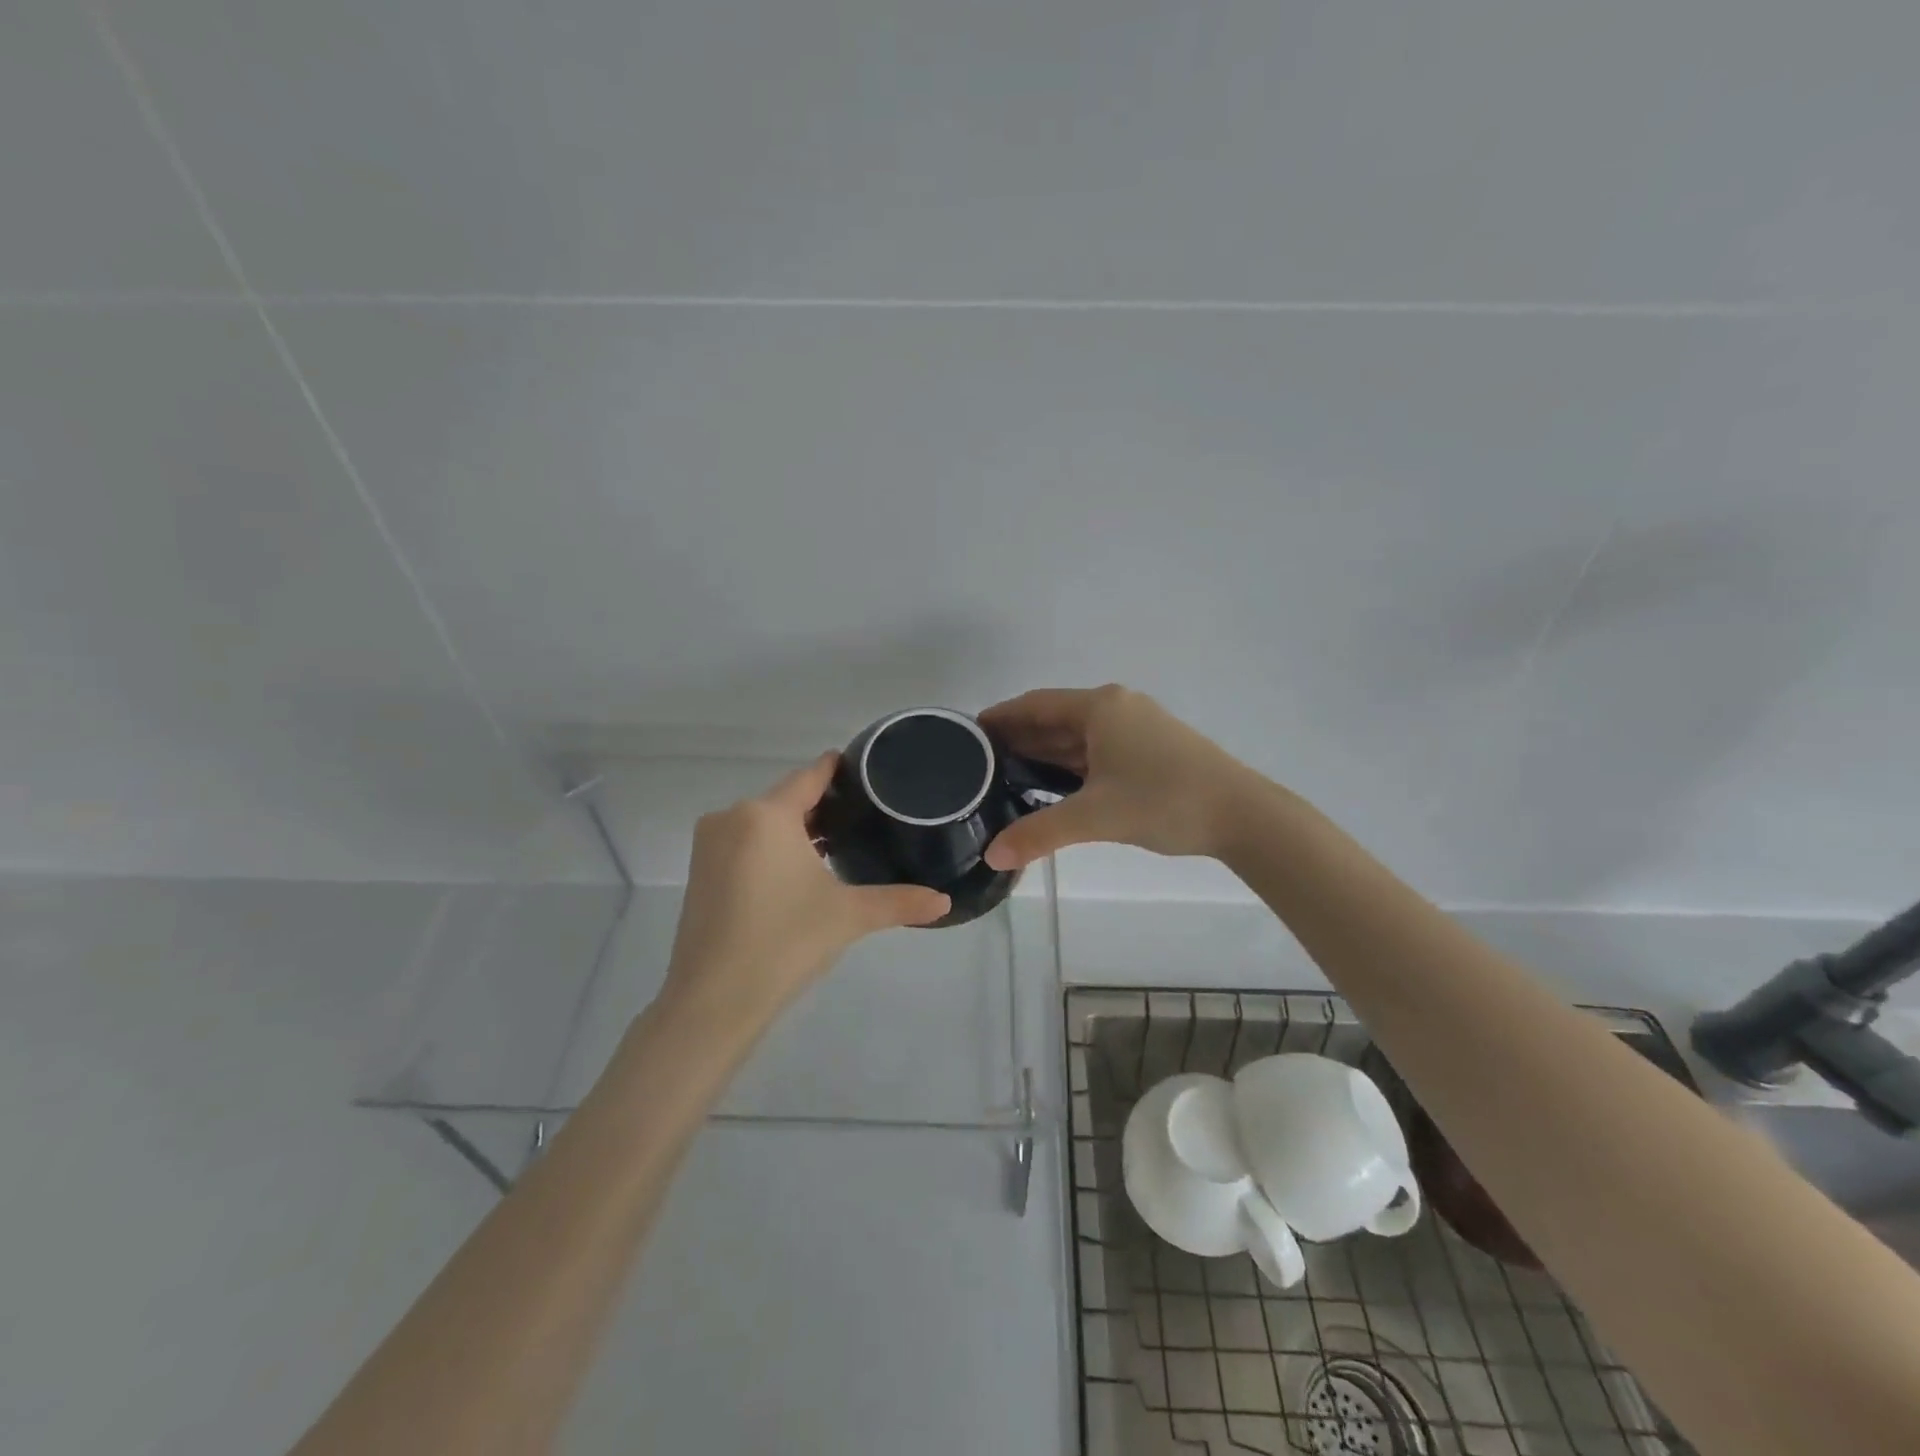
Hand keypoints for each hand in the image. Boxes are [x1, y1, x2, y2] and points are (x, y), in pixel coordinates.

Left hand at [663, 754, 950, 1026]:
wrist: (713, 1001)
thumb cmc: (785, 942)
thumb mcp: (849, 916)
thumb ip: (899, 902)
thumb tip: (945, 902)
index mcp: (767, 814)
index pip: (810, 776)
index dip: (837, 769)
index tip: (864, 768)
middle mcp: (732, 817)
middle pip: (786, 799)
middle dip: (820, 807)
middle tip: (862, 818)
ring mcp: (709, 845)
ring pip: (762, 822)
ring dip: (794, 830)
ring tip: (835, 845)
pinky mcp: (699, 872)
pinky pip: (743, 843)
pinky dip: (769, 848)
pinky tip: (796, 872)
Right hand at [981, 686, 1254, 869]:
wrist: (1244, 815)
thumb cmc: (1165, 801)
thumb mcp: (1096, 817)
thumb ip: (1039, 834)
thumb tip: (992, 857)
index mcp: (1100, 707)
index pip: (1034, 705)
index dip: (999, 718)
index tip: (967, 736)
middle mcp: (1116, 708)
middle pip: (1054, 719)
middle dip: (1018, 739)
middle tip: (978, 764)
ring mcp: (1136, 728)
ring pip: (1077, 737)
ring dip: (1044, 754)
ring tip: (1005, 778)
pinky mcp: (1151, 750)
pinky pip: (1097, 751)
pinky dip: (1070, 765)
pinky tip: (1051, 787)